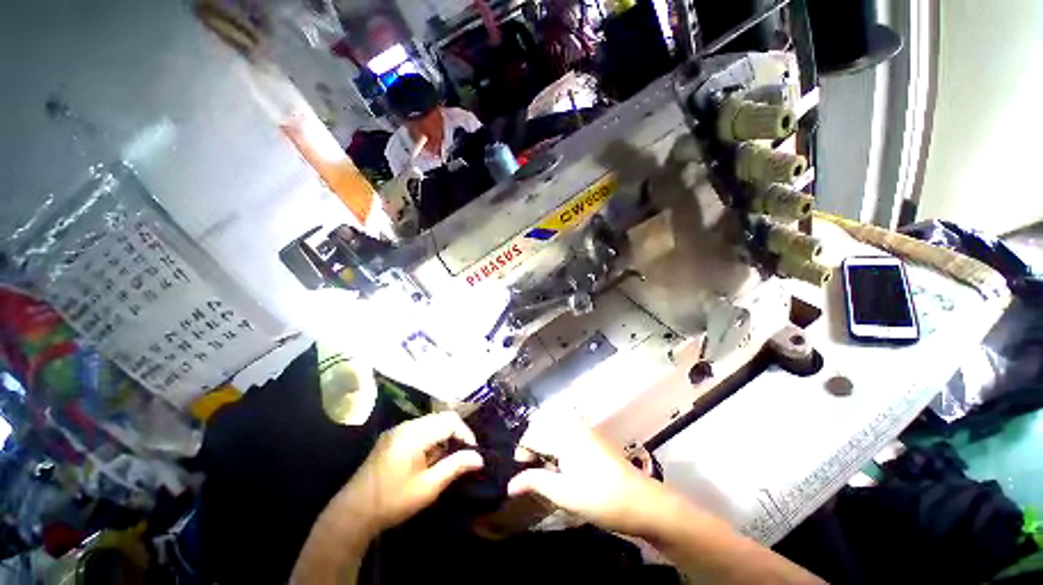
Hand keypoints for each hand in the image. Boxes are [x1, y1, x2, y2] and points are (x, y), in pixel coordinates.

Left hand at [337, 412, 483, 535]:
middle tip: (460, 456)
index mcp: (414, 434)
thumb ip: (455, 467)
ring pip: (430, 422)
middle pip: (440, 418)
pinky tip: (426, 459)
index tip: (472, 452)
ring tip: (442, 460)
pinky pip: (418, 429)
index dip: (465, 433)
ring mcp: (396, 430)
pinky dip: (429, 438)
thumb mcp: (428, 487)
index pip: (449, 421)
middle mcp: (405, 425)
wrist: (352, 514)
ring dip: (442, 436)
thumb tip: (479, 457)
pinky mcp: (390, 437)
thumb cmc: (393, 501)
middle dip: (454, 434)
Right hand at [508, 413, 685, 538]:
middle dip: (533, 447)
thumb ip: (535, 482)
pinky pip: (565, 432)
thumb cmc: (602, 498)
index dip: (522, 453)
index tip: (522, 475)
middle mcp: (573, 424)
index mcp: (564, 434)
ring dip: (545, 446)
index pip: (532, 435)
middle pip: (541, 428)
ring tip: (548, 471)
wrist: (643, 502)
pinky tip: (563, 466)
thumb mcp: (565, 494)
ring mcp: (584, 428)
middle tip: (534, 472)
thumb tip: (510, 484)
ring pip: (553, 429)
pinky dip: (557, 446)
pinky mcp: (592, 436)